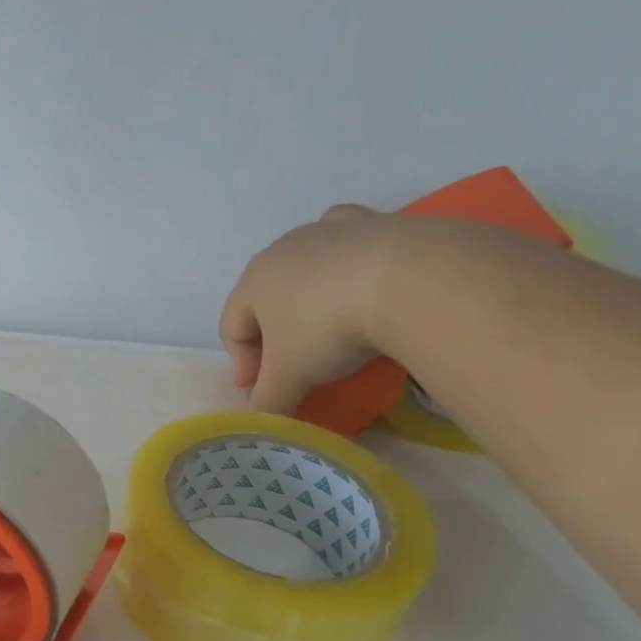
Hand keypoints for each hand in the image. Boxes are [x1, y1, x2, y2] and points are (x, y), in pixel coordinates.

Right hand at [218, 204, 397, 413]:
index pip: (232, 327)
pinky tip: (367, 286)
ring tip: (334, 328)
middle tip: (294, 367)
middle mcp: (285, 247)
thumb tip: (264, 418)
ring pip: (307, 266)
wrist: (408, 279)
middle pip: (266, 297)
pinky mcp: (375, 222)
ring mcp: (330, 230)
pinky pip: (351, 246)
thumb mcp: (290, 378)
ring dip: (310, 299)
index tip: (263, 392)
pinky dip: (351, 267)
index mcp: (254, 280)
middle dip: (274, 334)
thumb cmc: (328, 329)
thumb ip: (268, 401)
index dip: (242, 365)